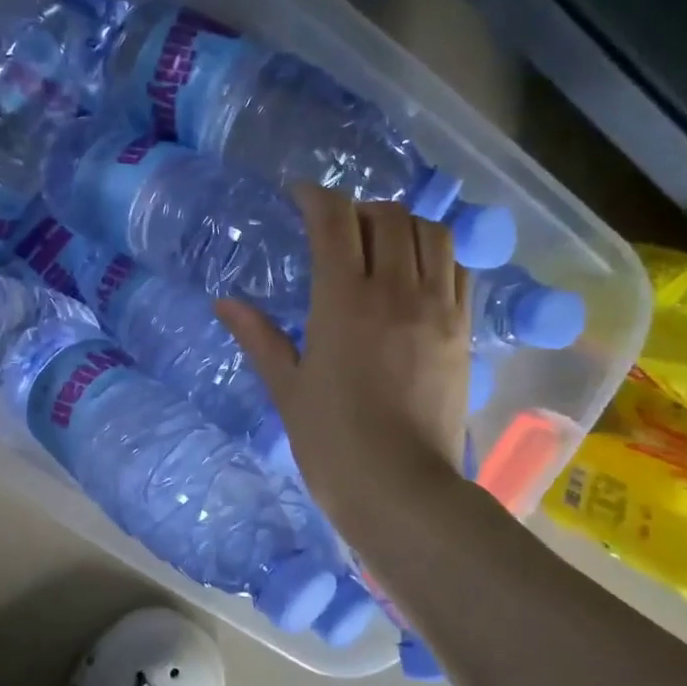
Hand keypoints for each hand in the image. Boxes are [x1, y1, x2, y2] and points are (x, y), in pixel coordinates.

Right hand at [217, 186, 469, 557]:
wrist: (400, 489)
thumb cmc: (331, 442)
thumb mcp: (286, 388)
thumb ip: (259, 337)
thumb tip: (224, 303)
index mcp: (343, 303)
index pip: (334, 221)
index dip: (315, 196)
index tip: (298, 196)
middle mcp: (395, 292)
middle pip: (387, 216)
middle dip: (357, 208)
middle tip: (335, 226)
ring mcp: (436, 309)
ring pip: (430, 233)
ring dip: (401, 224)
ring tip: (378, 242)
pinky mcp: (462, 331)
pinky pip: (457, 269)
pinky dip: (435, 253)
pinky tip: (413, 272)